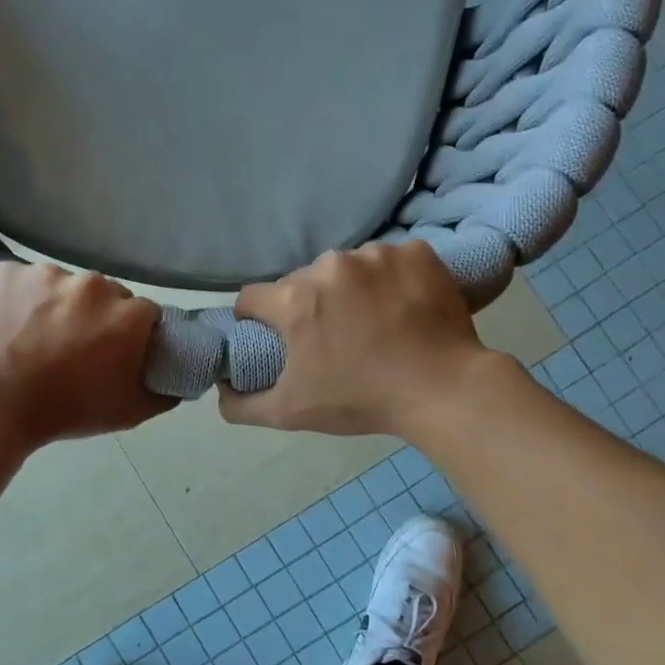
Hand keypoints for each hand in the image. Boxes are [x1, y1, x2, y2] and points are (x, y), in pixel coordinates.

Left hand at [0, 263, 173, 449]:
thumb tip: (178, 381)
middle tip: (73, 347)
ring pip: (63, 286)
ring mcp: (47, 273)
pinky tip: (10, 326)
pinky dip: (20, 299)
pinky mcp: (7, 271)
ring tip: (36, 338)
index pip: (144, 315)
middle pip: (105, 294)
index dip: (131, 335)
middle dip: (95, 316)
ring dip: (57, 305)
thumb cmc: (65, 411)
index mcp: (128, 314)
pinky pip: (24, 281)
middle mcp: (93, 283)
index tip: (114, 353)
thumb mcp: (126, 413)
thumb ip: (163, 393)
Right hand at [219, 241, 501, 437]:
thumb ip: (241, 404)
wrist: (444, 390)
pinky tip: (402, 306)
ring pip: (345, 269)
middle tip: (331, 338)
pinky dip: (390, 280)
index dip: (256, 320)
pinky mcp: (416, 252)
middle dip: (307, 306)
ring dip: (349, 290)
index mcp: (295, 300)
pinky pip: (389, 260)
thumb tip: (220, 389)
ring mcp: (376, 254)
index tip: (273, 337)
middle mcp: (329, 267)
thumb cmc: (362, 400)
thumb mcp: (291, 412)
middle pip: (301, 282)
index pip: (252, 298)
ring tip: (373, 322)